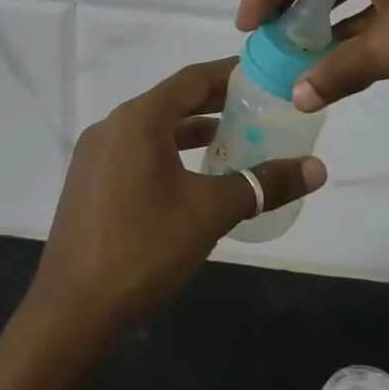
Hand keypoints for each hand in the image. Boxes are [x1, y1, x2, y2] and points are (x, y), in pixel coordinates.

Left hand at [30, 58, 326, 334]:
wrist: (71, 315)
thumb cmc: (144, 248)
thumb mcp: (212, 211)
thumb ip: (265, 183)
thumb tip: (318, 168)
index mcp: (139, 119)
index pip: (194, 78)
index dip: (232, 74)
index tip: (265, 75)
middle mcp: (113, 126)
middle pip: (174, 100)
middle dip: (218, 102)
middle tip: (261, 106)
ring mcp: (96, 156)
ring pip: (156, 128)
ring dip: (195, 130)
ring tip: (237, 139)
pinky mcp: (90, 185)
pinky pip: (139, 152)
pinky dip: (172, 153)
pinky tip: (197, 177)